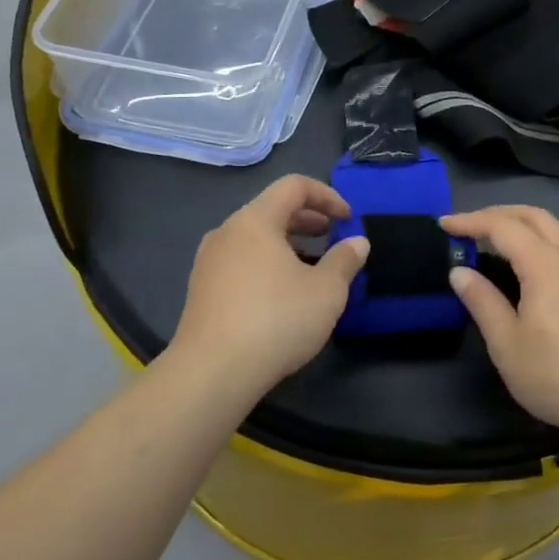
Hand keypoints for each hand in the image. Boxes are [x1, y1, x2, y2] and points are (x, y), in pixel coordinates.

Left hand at [170, 176, 368, 393]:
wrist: (212, 373)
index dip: (327, 195)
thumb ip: (345, 260)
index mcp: (255, 220)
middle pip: (272, 209)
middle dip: (308, 219)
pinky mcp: (201, 290)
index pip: (294, 186)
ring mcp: (209, 262)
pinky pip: (241, 261)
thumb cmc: (276, 320)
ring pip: (255, 237)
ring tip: (312, 267)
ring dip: (288, 243)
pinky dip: (267, 263)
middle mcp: (227, 232)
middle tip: (333, 237)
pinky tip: (282, 293)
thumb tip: (357, 242)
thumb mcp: (326, 290)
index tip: (348, 219)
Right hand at [441, 205, 558, 438]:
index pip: (503, 226)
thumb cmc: (556, 374)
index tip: (443, 225)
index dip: (470, 221)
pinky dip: (538, 242)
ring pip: (553, 230)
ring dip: (521, 226)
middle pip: (533, 216)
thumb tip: (460, 272)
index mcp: (545, 263)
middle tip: (468, 226)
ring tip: (492, 243)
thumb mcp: (506, 342)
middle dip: (498, 214)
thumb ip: (482, 301)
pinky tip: (526, 267)